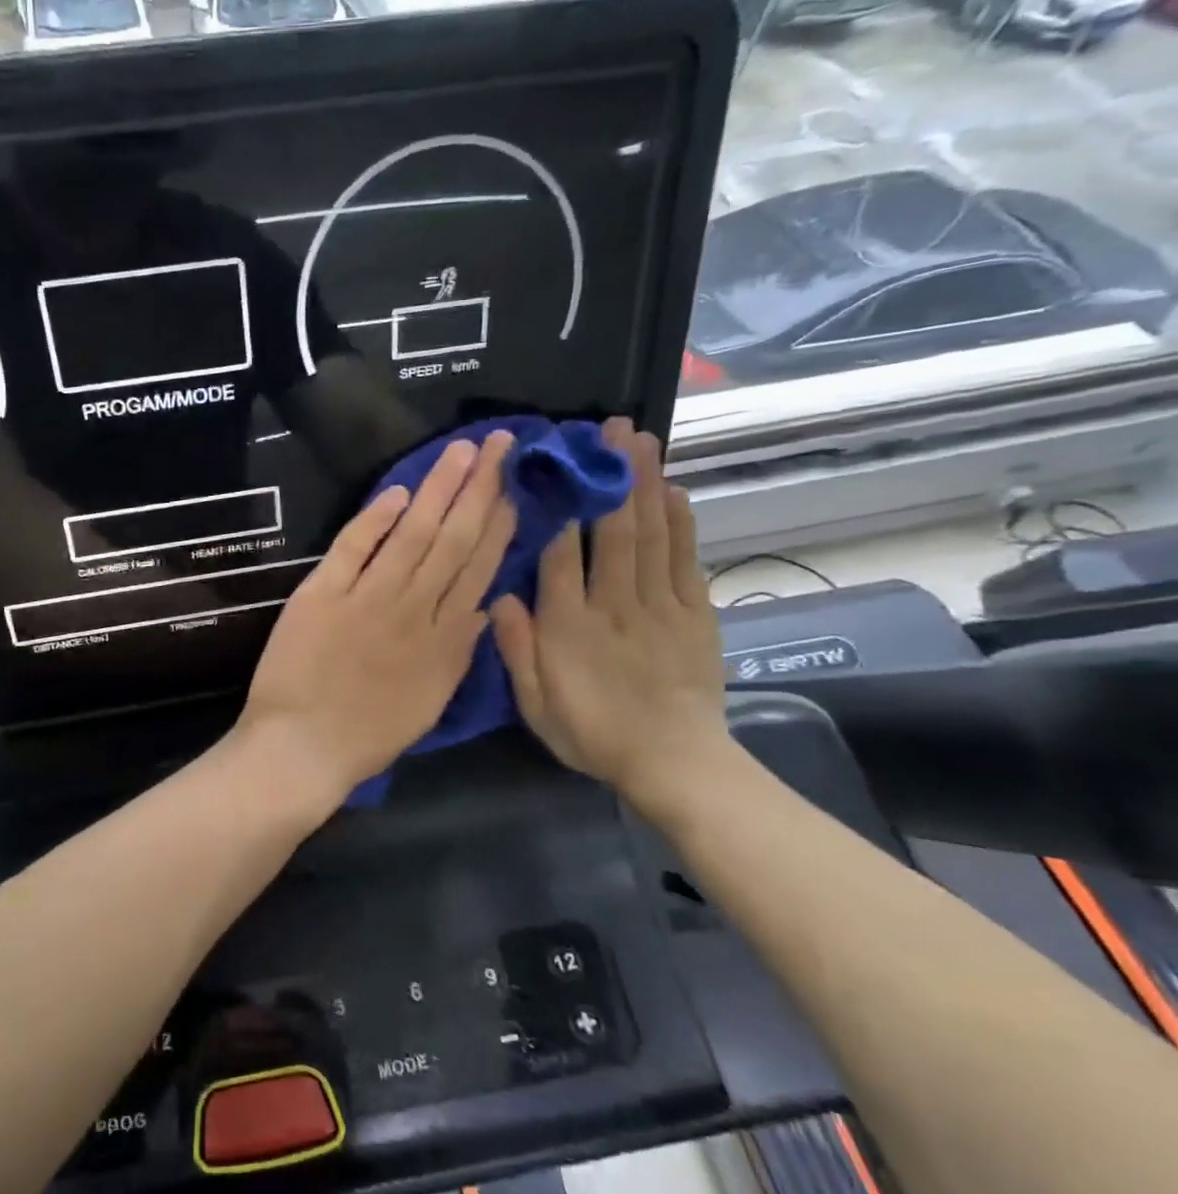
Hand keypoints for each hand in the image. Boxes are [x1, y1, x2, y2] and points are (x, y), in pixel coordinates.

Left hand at [239, 431, 517, 807]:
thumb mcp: (430, 701)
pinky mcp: (321, 595)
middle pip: (452, 540)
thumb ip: (458, 653)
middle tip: (500, 445)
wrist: (302, 748)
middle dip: (479, 490)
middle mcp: (412, 610)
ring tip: (460, 452)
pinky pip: (352, 548)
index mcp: (443, 640)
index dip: (499, 525)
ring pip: (411, 535)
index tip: (515, 488)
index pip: (478, 569)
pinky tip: (397, 492)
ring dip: (437, 490)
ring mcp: (366, 599)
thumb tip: (483, 605)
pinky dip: (374, 519)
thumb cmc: (367, 736)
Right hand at [489, 418, 727, 806]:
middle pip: (614, 531)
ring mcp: (661, 606)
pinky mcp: (695, 614)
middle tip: (610, 430)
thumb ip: (516, 650)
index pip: (560, 556)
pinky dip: (681, 523)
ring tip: (642, 441)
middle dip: (612, 476)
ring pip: (652, 535)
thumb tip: (499, 596)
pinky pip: (686, 559)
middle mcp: (615, 606)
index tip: (553, 467)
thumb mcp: (536, 704)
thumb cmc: (593, 733)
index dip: (558, 507)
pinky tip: (674, 491)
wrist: (675, 763)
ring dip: (646, 485)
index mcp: (569, 627)